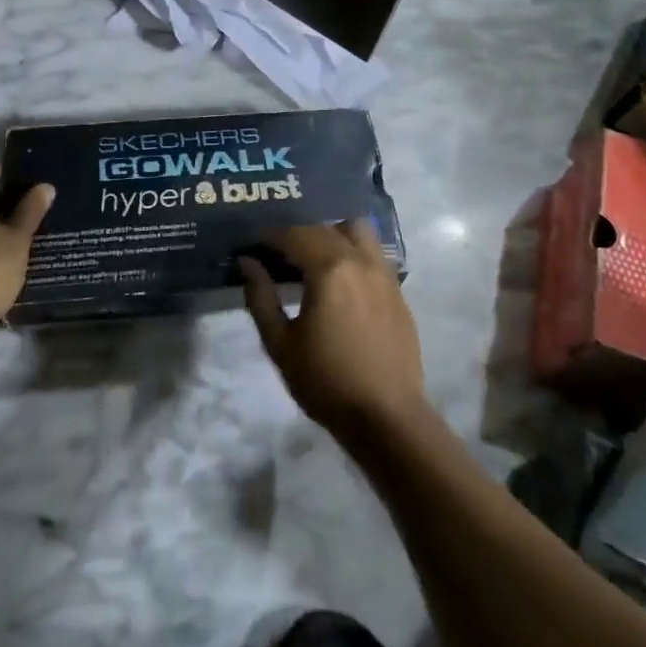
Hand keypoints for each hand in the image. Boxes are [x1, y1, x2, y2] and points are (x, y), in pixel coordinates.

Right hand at [240, 220, 427, 441]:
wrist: (388, 418)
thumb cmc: (327, 382)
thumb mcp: (280, 344)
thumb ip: (260, 297)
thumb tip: (247, 262)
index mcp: (330, 269)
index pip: (295, 233)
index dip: (271, 234)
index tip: (254, 242)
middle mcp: (360, 260)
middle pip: (325, 227)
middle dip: (298, 232)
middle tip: (278, 251)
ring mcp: (384, 273)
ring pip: (357, 230)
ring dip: (332, 232)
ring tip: (314, 255)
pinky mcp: (398, 291)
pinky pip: (373, 253)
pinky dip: (353, 251)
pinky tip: (341, 277)